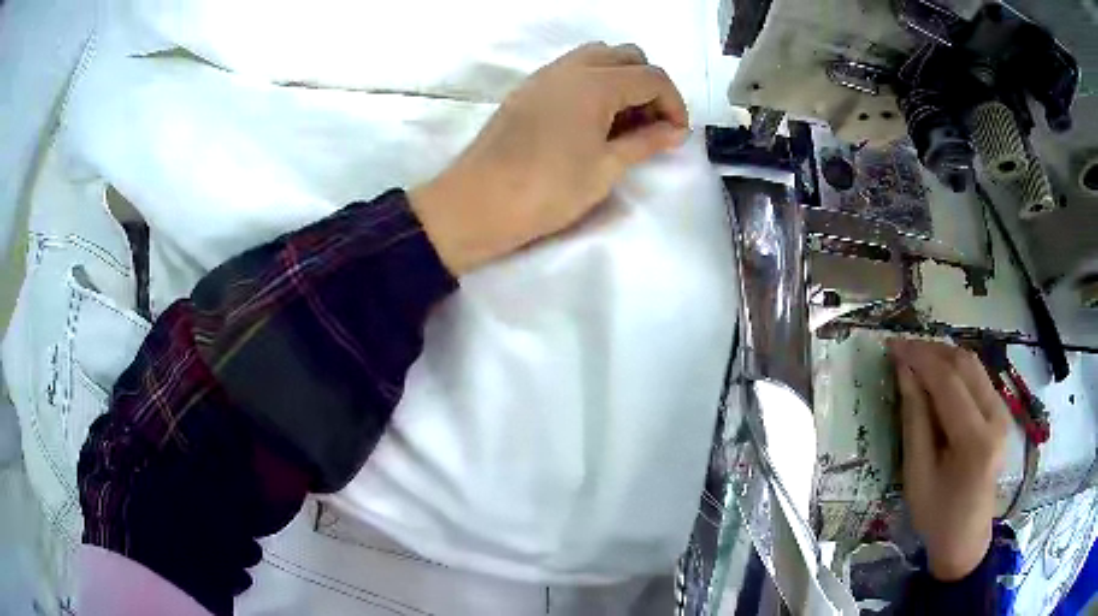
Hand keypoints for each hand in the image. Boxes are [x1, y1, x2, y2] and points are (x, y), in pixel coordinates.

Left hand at [411, 42, 688, 274]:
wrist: (476, 203)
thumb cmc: (546, 190)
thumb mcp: (605, 168)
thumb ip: (645, 143)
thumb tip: (675, 131)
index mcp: (595, 83)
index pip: (652, 76)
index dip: (674, 103)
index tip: (676, 135)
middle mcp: (570, 68)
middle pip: (627, 56)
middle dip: (649, 85)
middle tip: (651, 125)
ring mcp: (545, 75)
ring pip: (598, 57)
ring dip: (621, 80)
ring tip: (623, 123)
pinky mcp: (528, 89)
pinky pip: (572, 70)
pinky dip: (594, 83)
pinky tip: (593, 121)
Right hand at [888, 339, 1010, 580]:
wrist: (967, 538)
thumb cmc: (937, 515)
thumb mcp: (917, 475)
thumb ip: (914, 421)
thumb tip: (904, 373)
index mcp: (975, 440)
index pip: (948, 382)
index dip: (919, 358)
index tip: (892, 346)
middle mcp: (996, 417)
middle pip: (965, 364)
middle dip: (932, 350)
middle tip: (902, 350)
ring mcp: (1003, 412)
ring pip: (973, 365)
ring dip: (944, 356)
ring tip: (916, 359)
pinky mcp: (1002, 413)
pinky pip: (978, 378)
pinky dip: (955, 370)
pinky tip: (937, 376)